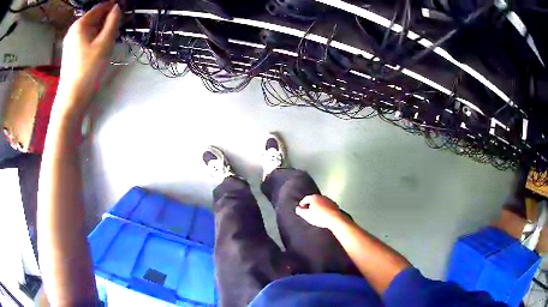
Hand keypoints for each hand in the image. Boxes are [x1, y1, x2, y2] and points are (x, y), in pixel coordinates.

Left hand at [56, 1, 120, 115]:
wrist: (72, 97)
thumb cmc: (88, 69)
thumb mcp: (105, 43)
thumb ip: (113, 22)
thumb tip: (117, 8)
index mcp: (81, 24)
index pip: (100, 7)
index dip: (113, 6)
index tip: (125, 8)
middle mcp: (74, 29)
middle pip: (94, 17)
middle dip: (107, 18)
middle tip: (118, 26)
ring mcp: (70, 41)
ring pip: (90, 28)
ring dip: (101, 29)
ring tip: (110, 37)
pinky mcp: (70, 51)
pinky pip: (85, 37)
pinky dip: (94, 37)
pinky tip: (99, 46)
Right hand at [296, 195, 345, 228]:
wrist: (335, 219)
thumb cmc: (320, 217)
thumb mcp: (306, 216)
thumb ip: (300, 211)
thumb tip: (297, 208)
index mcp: (314, 198)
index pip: (305, 199)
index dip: (302, 204)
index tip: (301, 208)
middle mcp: (322, 197)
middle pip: (313, 200)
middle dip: (310, 205)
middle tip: (308, 211)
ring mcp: (329, 200)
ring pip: (321, 203)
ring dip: (318, 207)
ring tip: (316, 214)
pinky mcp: (334, 205)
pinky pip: (327, 206)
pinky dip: (324, 209)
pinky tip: (324, 215)